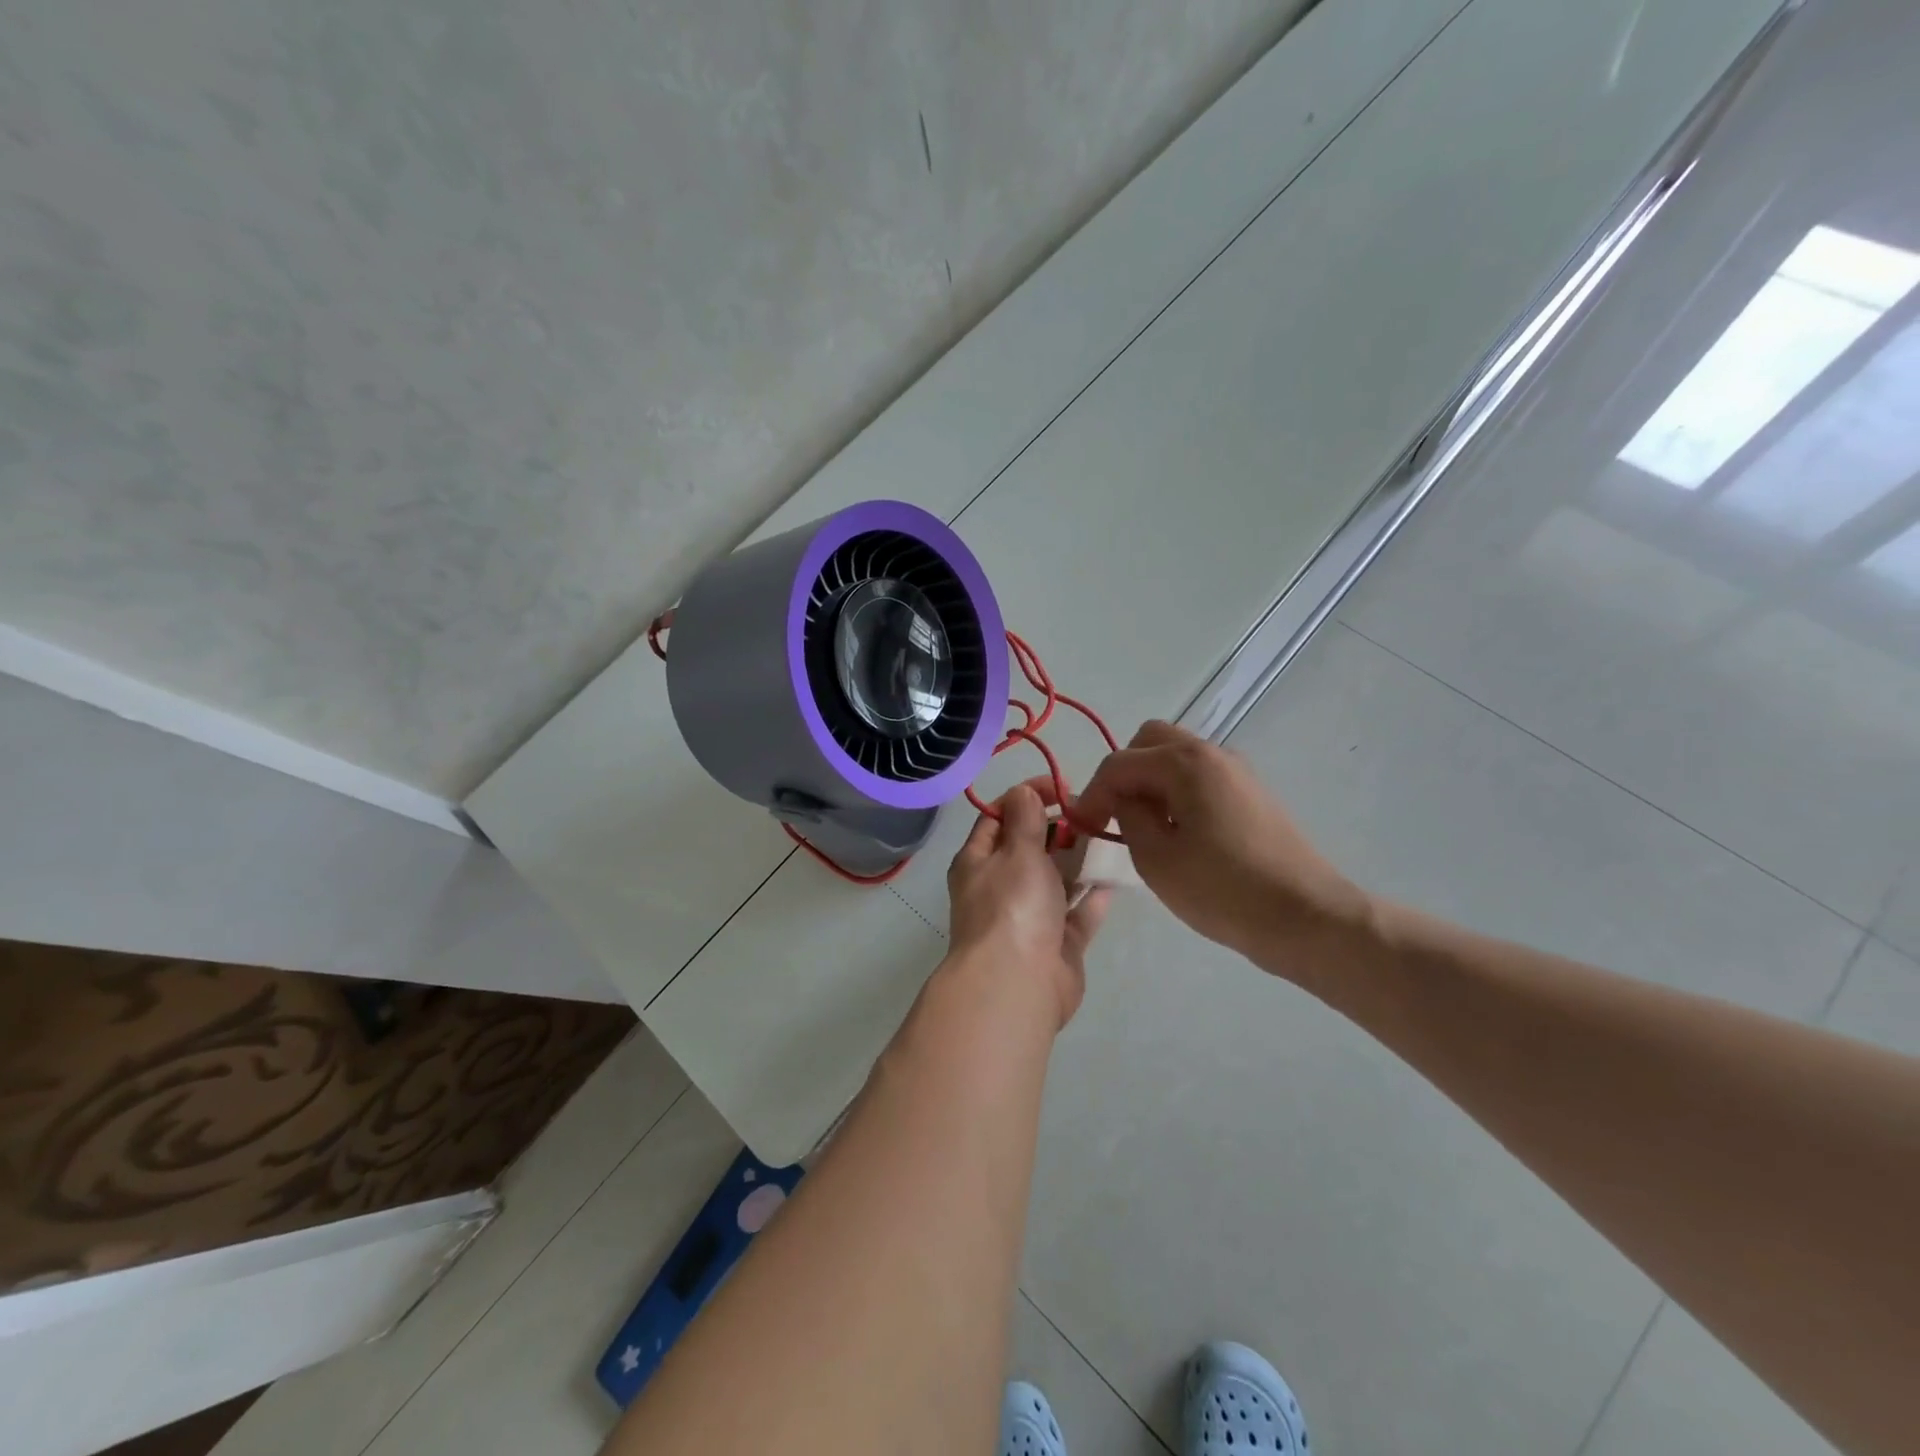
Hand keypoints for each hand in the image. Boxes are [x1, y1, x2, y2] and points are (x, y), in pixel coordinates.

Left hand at [946, 779, 1110, 1027]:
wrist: (1018, 985)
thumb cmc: (1013, 906)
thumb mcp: (1017, 851)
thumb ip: (1025, 819)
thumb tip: (1023, 792)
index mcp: (978, 862)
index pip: (998, 818)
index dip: (1026, 797)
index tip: (1061, 786)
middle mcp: (999, 888)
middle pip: (1029, 849)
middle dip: (1058, 830)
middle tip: (1092, 814)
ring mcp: (1027, 920)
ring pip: (1055, 882)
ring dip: (1078, 863)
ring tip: (1108, 840)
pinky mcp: (1055, 946)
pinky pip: (1075, 916)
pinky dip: (1090, 900)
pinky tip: (1111, 882)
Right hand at [1073, 721, 1370, 978]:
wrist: (1306, 917)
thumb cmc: (1223, 889)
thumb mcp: (1156, 859)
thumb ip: (1128, 818)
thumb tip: (1122, 800)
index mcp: (1185, 762)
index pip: (1119, 763)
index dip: (1092, 793)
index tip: (1081, 828)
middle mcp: (1212, 753)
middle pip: (1149, 741)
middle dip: (1123, 774)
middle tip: (1115, 816)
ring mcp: (1237, 771)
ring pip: (1177, 757)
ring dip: (1151, 782)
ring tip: (1146, 829)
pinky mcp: (1252, 794)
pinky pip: (1200, 777)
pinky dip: (1177, 792)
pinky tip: (1180, 835)